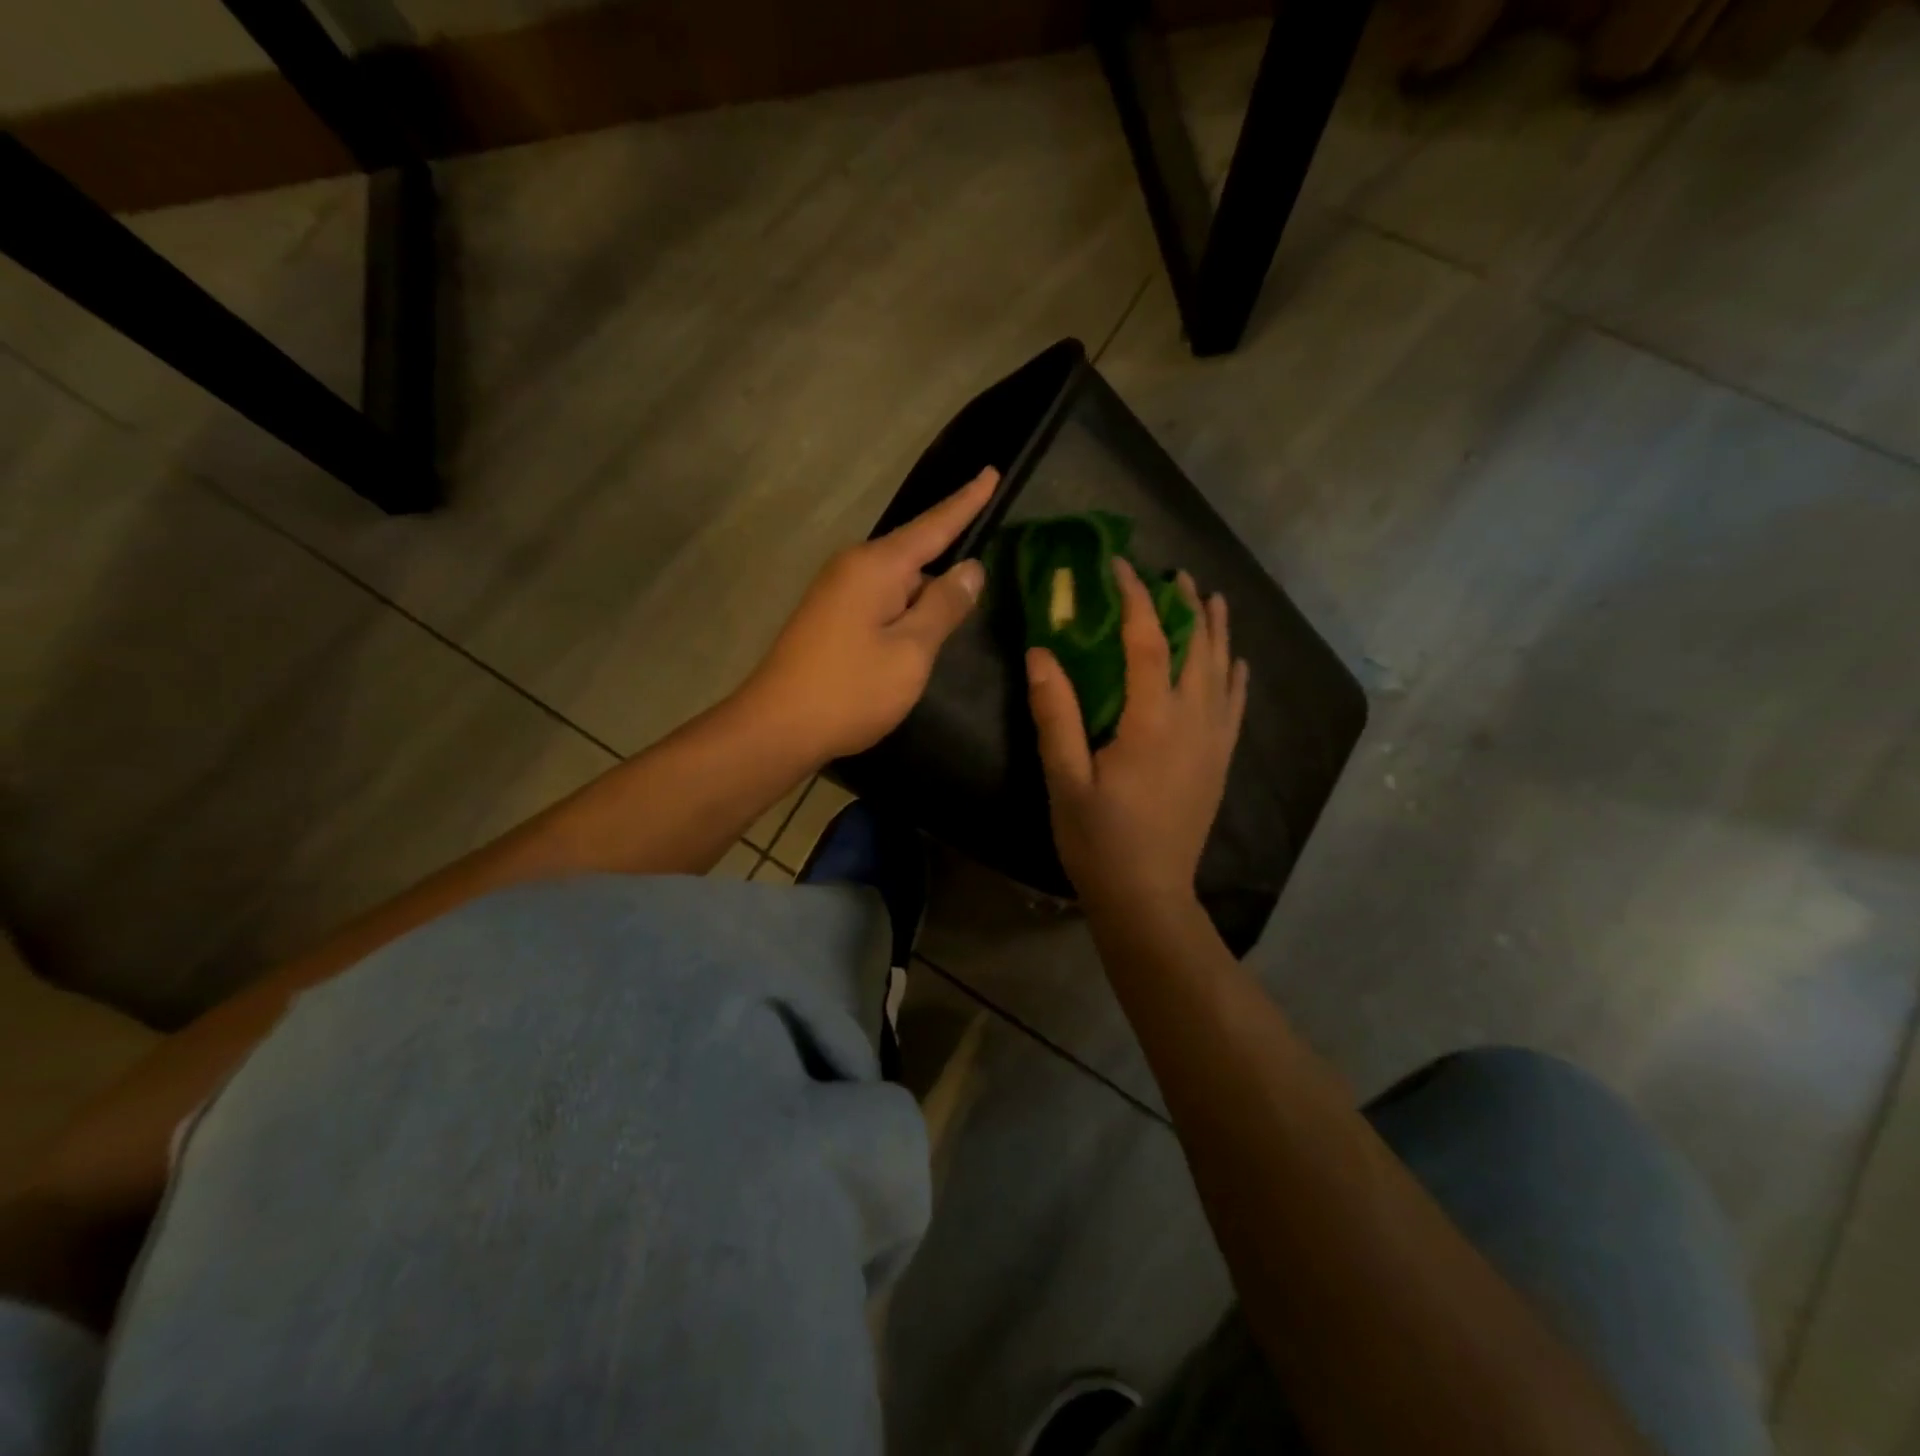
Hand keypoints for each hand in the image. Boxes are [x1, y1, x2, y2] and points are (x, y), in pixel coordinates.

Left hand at [739, 468, 996, 763]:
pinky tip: (917, 632)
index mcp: (876, 566)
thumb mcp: (911, 651)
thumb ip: (943, 607)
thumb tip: (970, 570)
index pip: (933, 526)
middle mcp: (852, 568)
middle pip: (914, 553)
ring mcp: (836, 592)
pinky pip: (880, 600)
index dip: (966, 502)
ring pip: (897, 582)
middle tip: (983, 567)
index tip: (991, 471)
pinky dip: (905, 610)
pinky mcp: (829, 617)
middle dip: (947, 557)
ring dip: (925, 593)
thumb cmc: (851, 690)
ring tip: (956, 610)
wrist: (777, 727)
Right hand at [1027, 558, 1247, 912]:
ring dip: (1217, 631)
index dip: (1135, 599)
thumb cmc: (1098, 840)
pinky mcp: (1219, 762)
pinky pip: (1235, 706)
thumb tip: (1041, 653)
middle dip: (1186, 605)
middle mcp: (1192, 723)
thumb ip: (1055, 714)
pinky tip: (1236, 661)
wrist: (1147, 895)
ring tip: (1211, 599)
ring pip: (1223, 672)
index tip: (1120, 566)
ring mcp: (1213, 743)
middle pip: (1198, 648)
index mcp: (1151, 722)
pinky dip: (1236, 675)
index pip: (1148, 642)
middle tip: (1174, 574)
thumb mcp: (1064, 779)